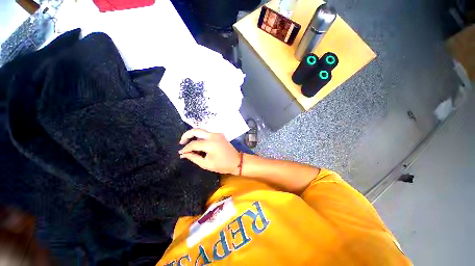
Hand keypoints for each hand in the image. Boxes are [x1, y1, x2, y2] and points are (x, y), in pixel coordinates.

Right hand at [179, 129, 240, 174]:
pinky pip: (207, 134)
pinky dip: (200, 137)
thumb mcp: (206, 164)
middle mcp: (213, 135)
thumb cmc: (222, 165)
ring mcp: (217, 134)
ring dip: (194, 136)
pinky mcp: (219, 135)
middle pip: (196, 130)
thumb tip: (183, 154)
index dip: (186, 148)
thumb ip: (193, 157)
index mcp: (210, 144)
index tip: (181, 153)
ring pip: (201, 131)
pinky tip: (198, 144)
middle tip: (181, 142)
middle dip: (187, 135)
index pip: (193, 144)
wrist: (237, 161)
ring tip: (188, 144)